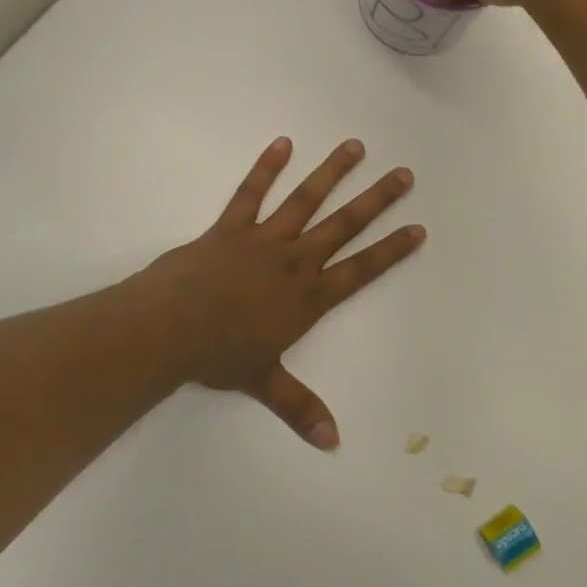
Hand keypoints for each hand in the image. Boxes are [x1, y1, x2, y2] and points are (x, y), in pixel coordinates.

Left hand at [134, 137, 424, 449]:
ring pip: (305, 200)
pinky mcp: (230, 227)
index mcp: (308, 297)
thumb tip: (333, 443)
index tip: (418, 228)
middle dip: (376, 200)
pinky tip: (282, 143)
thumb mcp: (264, 383)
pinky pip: (251, 193)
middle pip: (344, 226)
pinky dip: (266, 168)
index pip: (361, 270)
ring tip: (355, 146)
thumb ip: (300, 408)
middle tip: (404, 174)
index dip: (391, 250)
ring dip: (331, 173)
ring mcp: (263, 240)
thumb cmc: (219, 356)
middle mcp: (294, 261)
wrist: (168, 328)